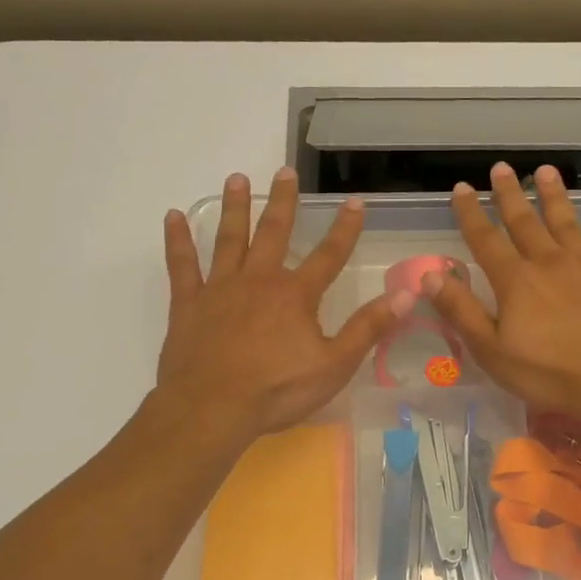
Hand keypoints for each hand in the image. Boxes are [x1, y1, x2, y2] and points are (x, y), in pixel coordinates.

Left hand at [157, 169, 412, 442]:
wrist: (212, 409)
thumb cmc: (277, 390)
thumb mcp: (334, 365)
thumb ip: (369, 328)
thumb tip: (407, 294)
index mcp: (296, 295)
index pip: (329, 255)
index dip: (345, 229)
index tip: (355, 201)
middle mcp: (259, 280)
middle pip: (274, 233)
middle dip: (282, 201)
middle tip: (284, 171)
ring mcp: (220, 288)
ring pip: (229, 238)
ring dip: (235, 208)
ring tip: (236, 178)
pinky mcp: (188, 303)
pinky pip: (182, 264)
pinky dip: (178, 240)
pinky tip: (173, 216)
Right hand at [423, 162, 580, 427]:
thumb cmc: (547, 373)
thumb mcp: (491, 350)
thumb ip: (461, 311)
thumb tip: (431, 275)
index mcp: (516, 281)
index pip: (486, 240)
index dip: (470, 213)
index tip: (461, 188)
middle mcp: (549, 264)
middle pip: (525, 223)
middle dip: (510, 195)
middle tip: (501, 169)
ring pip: (567, 225)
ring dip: (555, 197)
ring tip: (546, 171)